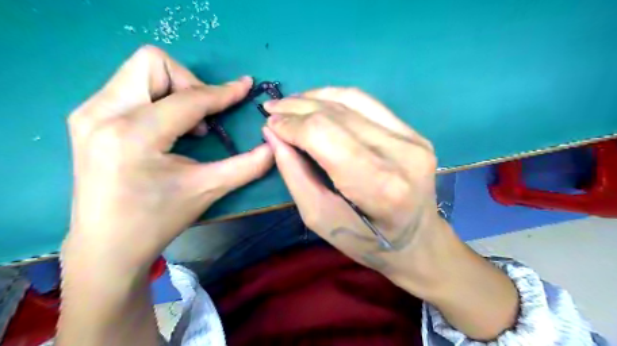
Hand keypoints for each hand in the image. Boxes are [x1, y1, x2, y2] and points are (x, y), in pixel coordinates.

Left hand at [64, 47, 272, 271]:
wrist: (107, 244)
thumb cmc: (158, 220)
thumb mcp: (207, 190)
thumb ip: (247, 166)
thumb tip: (273, 147)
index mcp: (134, 135)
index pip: (189, 98)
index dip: (223, 93)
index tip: (245, 87)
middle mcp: (103, 113)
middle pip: (153, 63)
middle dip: (189, 83)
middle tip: (204, 117)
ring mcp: (89, 113)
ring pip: (140, 71)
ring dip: (174, 91)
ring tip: (187, 127)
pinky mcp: (86, 118)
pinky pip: (129, 87)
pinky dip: (158, 99)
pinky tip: (167, 129)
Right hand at [262, 86, 515, 340]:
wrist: (417, 240)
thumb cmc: (367, 242)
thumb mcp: (320, 219)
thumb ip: (295, 175)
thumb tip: (273, 135)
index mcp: (379, 185)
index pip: (325, 135)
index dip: (292, 125)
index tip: (269, 125)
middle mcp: (401, 154)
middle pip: (337, 115)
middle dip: (298, 108)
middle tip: (272, 109)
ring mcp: (412, 139)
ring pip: (352, 101)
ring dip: (315, 97)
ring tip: (290, 103)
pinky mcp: (413, 132)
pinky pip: (368, 103)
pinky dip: (338, 97)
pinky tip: (318, 100)